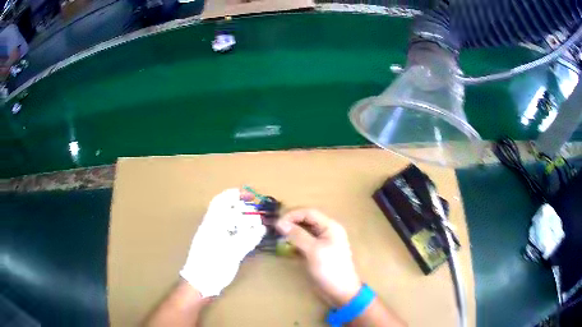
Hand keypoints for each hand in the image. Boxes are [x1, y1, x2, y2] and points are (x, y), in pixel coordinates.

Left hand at [180, 189, 266, 297]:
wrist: (200, 283)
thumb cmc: (213, 265)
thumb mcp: (232, 252)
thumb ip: (247, 238)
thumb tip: (262, 227)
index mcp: (212, 224)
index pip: (222, 201)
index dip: (236, 195)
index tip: (251, 197)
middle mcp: (212, 226)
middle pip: (227, 210)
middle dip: (243, 209)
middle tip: (258, 214)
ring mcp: (214, 236)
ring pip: (229, 222)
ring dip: (243, 220)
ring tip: (257, 225)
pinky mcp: (218, 246)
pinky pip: (231, 233)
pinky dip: (242, 232)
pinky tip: (250, 237)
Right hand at [275, 209, 361, 305]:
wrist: (340, 291)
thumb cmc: (329, 269)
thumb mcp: (313, 251)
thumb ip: (297, 235)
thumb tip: (280, 223)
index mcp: (330, 226)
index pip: (309, 212)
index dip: (292, 215)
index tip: (277, 223)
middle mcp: (326, 231)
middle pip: (306, 220)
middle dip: (290, 222)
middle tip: (275, 230)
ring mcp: (321, 242)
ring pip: (303, 231)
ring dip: (291, 233)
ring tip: (278, 237)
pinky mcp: (316, 252)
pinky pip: (303, 242)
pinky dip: (294, 243)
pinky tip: (285, 247)